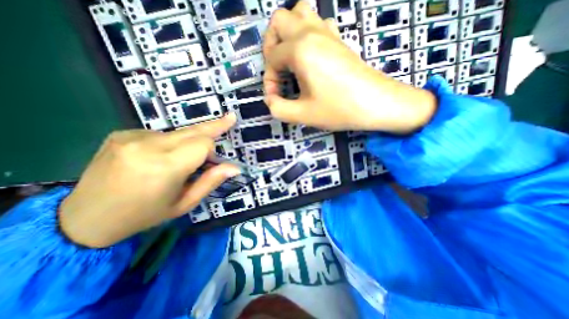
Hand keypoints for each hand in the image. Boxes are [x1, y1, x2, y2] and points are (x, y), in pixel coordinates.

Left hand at [59, 115, 239, 249]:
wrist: (84, 218)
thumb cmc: (144, 214)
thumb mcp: (184, 203)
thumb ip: (211, 181)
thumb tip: (235, 167)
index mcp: (164, 167)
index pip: (203, 143)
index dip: (212, 150)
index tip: (215, 160)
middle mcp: (147, 145)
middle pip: (193, 130)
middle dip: (214, 126)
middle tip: (231, 118)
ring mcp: (130, 136)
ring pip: (179, 133)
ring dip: (188, 142)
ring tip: (179, 161)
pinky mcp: (122, 133)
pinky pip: (160, 134)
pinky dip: (169, 143)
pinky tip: (158, 157)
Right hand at [260, 1, 436, 133]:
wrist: (377, 104)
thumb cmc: (339, 109)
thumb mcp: (303, 115)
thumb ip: (278, 108)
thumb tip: (270, 99)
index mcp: (300, 49)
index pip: (271, 58)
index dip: (269, 80)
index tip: (276, 97)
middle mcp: (312, 32)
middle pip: (279, 20)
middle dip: (271, 46)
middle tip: (277, 70)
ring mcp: (328, 32)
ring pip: (299, 13)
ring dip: (288, 34)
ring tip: (290, 59)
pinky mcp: (339, 39)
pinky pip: (318, 23)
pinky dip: (307, 34)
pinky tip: (310, 57)